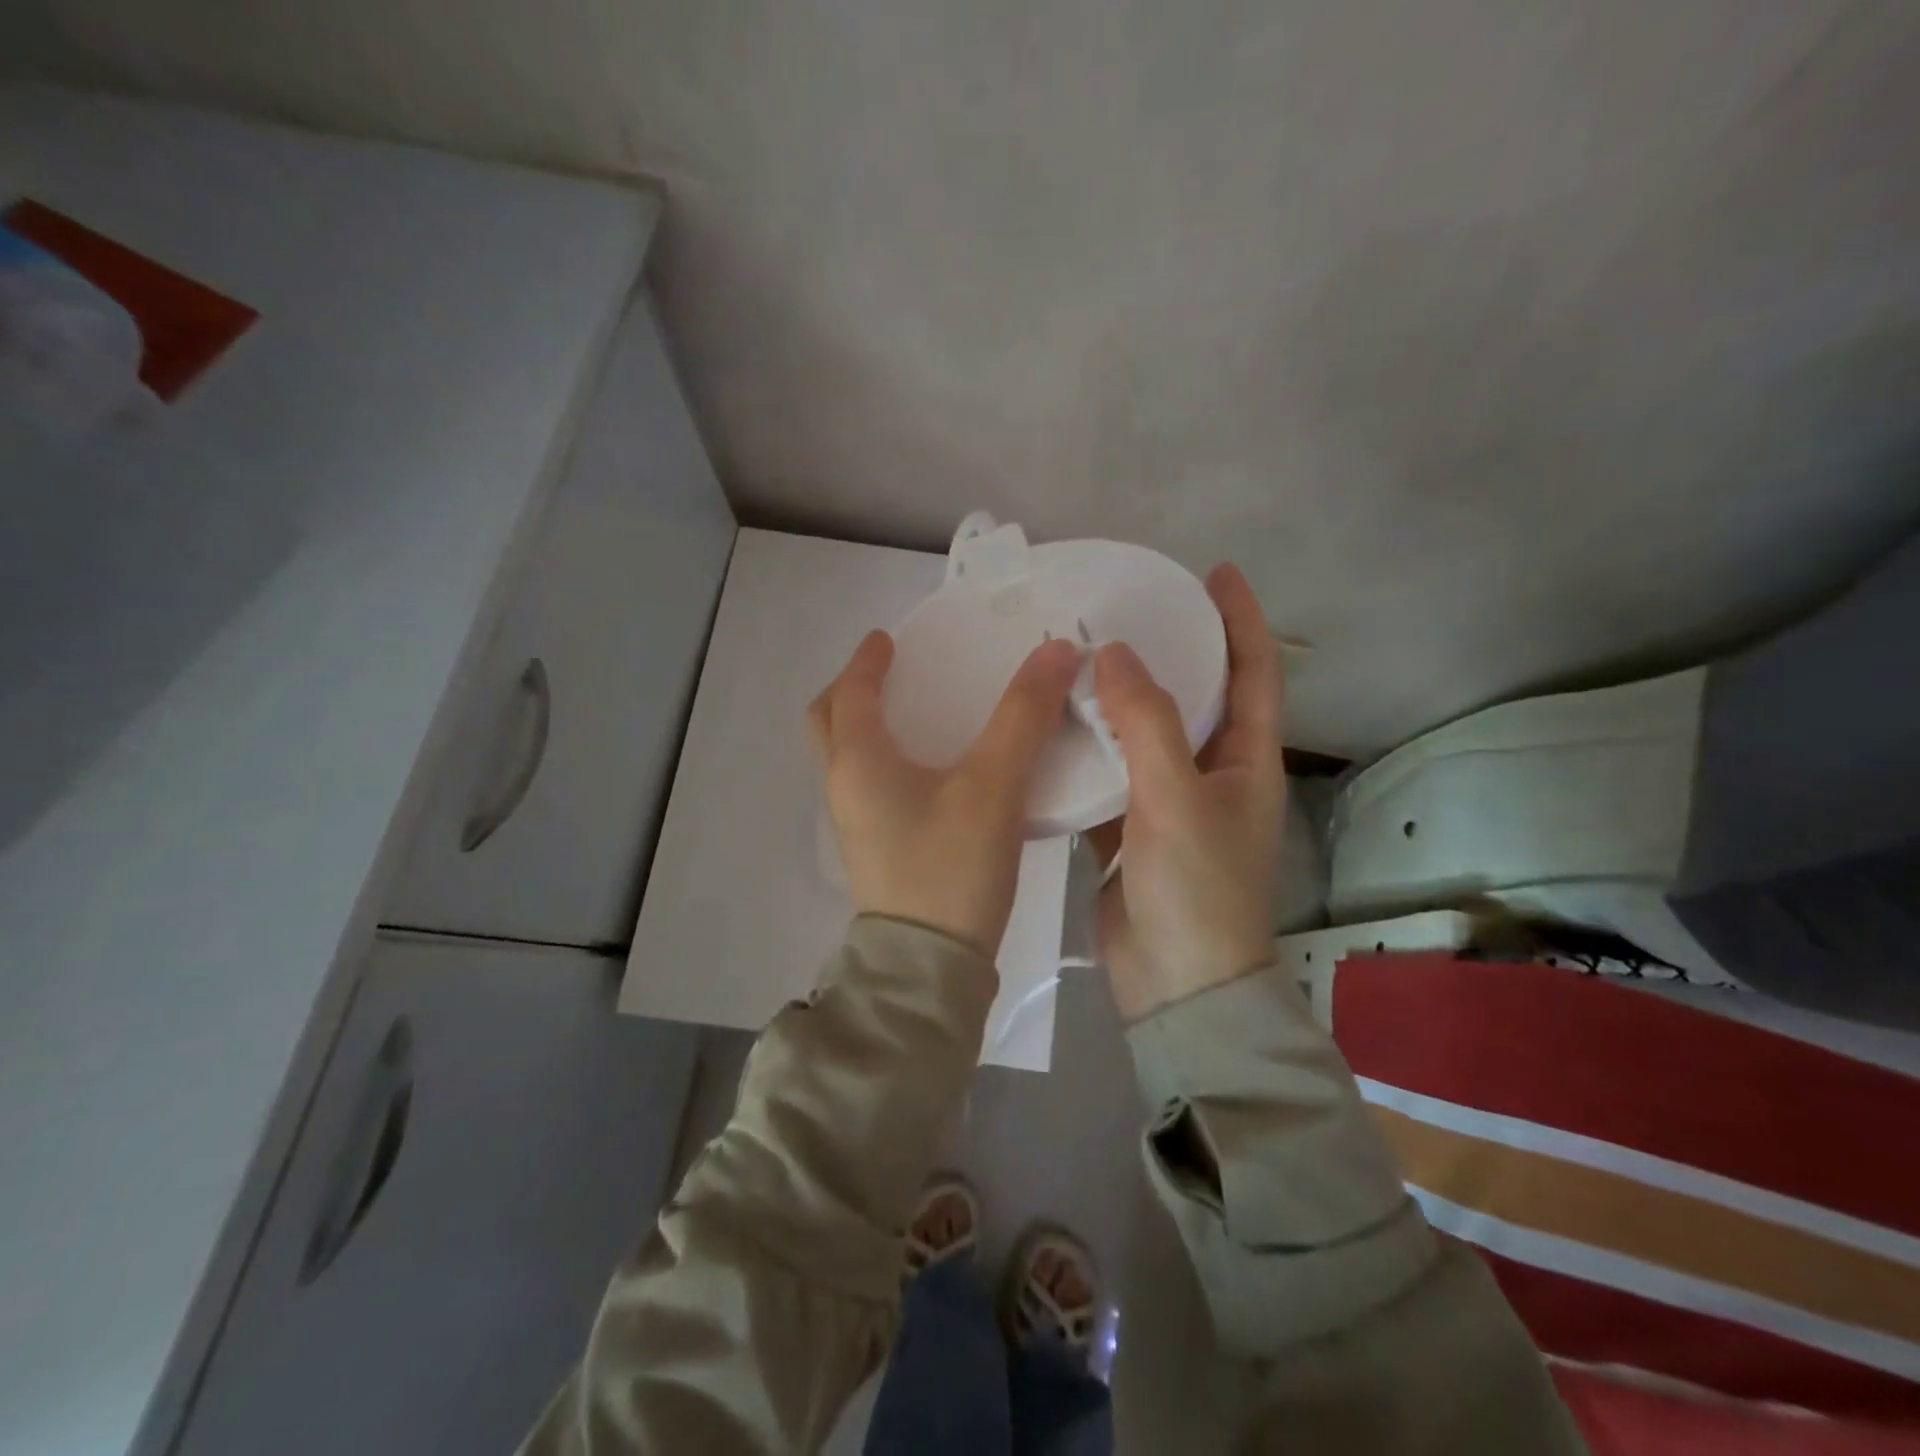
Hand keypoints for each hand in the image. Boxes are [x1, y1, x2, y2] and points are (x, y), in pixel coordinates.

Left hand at [808, 631, 1081, 958]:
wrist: (929, 967)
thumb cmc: (950, 868)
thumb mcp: (993, 786)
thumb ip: (1024, 717)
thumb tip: (1056, 650)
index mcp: (857, 761)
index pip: (851, 693)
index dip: (868, 660)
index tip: (889, 638)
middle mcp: (844, 787)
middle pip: (829, 723)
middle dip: (852, 690)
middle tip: (889, 672)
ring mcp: (855, 822)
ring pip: (846, 756)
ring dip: (866, 725)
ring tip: (914, 712)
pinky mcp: (876, 848)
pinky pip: (868, 784)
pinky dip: (886, 758)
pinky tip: (932, 769)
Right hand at [1087, 564, 1285, 1020]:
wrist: (1175, 986)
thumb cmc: (1195, 891)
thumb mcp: (1176, 800)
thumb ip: (1148, 724)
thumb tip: (1117, 654)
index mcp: (1246, 760)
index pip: (1255, 672)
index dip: (1241, 619)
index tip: (1213, 573)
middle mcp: (1212, 773)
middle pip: (1196, 696)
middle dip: (1169, 650)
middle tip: (1123, 611)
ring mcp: (1169, 802)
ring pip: (1144, 734)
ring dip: (1117, 700)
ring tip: (1077, 659)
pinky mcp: (1130, 828)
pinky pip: (1109, 773)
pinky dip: (1086, 749)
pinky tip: (1051, 726)